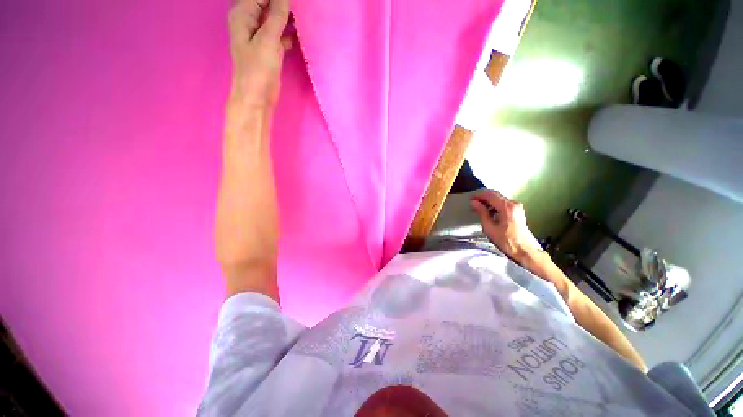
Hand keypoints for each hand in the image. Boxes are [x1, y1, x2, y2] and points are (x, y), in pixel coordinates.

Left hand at [227, 0, 291, 110]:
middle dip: (282, 3)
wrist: (257, 97)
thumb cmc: (258, 69)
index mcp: (243, 14)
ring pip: (274, 17)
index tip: (295, 2)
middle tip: (300, 6)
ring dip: (287, 15)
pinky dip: (288, 32)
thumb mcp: (268, 39)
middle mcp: (250, 21)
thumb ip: (277, 15)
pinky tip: (299, 32)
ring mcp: (260, 35)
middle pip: (267, 3)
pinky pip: (280, 33)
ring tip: (301, 14)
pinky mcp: (269, 48)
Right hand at [470, 190, 542, 262]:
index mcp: (507, 207)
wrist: (524, 250)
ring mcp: (517, 207)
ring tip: (479, 209)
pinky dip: (494, 205)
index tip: (470, 199)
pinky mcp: (518, 211)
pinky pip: (504, 204)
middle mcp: (514, 204)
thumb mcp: (489, 227)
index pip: (490, 195)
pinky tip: (489, 212)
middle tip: (473, 204)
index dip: (479, 196)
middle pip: (496, 195)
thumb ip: (482, 212)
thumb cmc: (506, 240)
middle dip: (483, 198)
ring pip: (499, 199)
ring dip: (489, 202)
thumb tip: (474, 203)